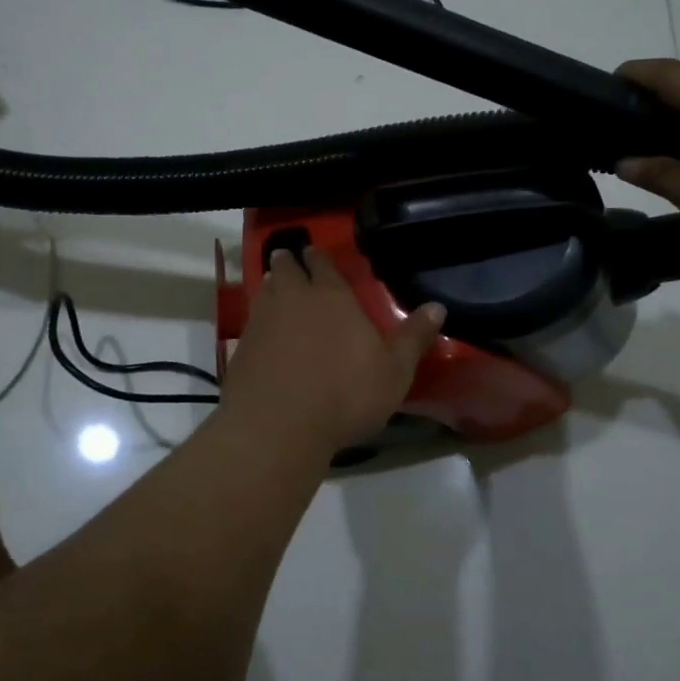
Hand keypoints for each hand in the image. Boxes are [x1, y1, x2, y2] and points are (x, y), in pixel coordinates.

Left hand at [219, 247, 444, 452]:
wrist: (278, 427)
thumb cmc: (345, 395)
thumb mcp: (394, 372)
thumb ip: (413, 337)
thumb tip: (438, 307)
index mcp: (332, 297)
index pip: (323, 264)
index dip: (320, 258)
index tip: (317, 253)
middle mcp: (294, 299)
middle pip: (286, 269)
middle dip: (289, 263)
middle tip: (290, 261)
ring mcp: (262, 321)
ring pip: (264, 291)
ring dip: (270, 286)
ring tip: (275, 287)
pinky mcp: (240, 348)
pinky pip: (251, 322)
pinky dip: (258, 320)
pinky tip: (263, 332)